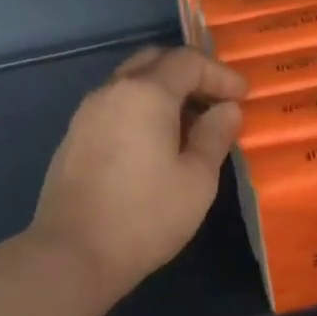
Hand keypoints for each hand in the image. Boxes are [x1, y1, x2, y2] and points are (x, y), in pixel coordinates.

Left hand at [29, 46, 245, 303]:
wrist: (74, 253)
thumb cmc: (146, 216)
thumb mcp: (197, 180)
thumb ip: (214, 136)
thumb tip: (227, 110)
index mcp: (145, 93)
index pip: (187, 61)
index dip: (220, 74)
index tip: (242, 97)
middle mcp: (111, 92)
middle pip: (153, 62)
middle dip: (189, 75)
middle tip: (215, 101)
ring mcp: (86, 115)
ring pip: (130, 85)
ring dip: (162, 94)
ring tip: (189, 126)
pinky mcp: (74, 139)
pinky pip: (114, 108)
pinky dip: (140, 112)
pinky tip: (155, 145)